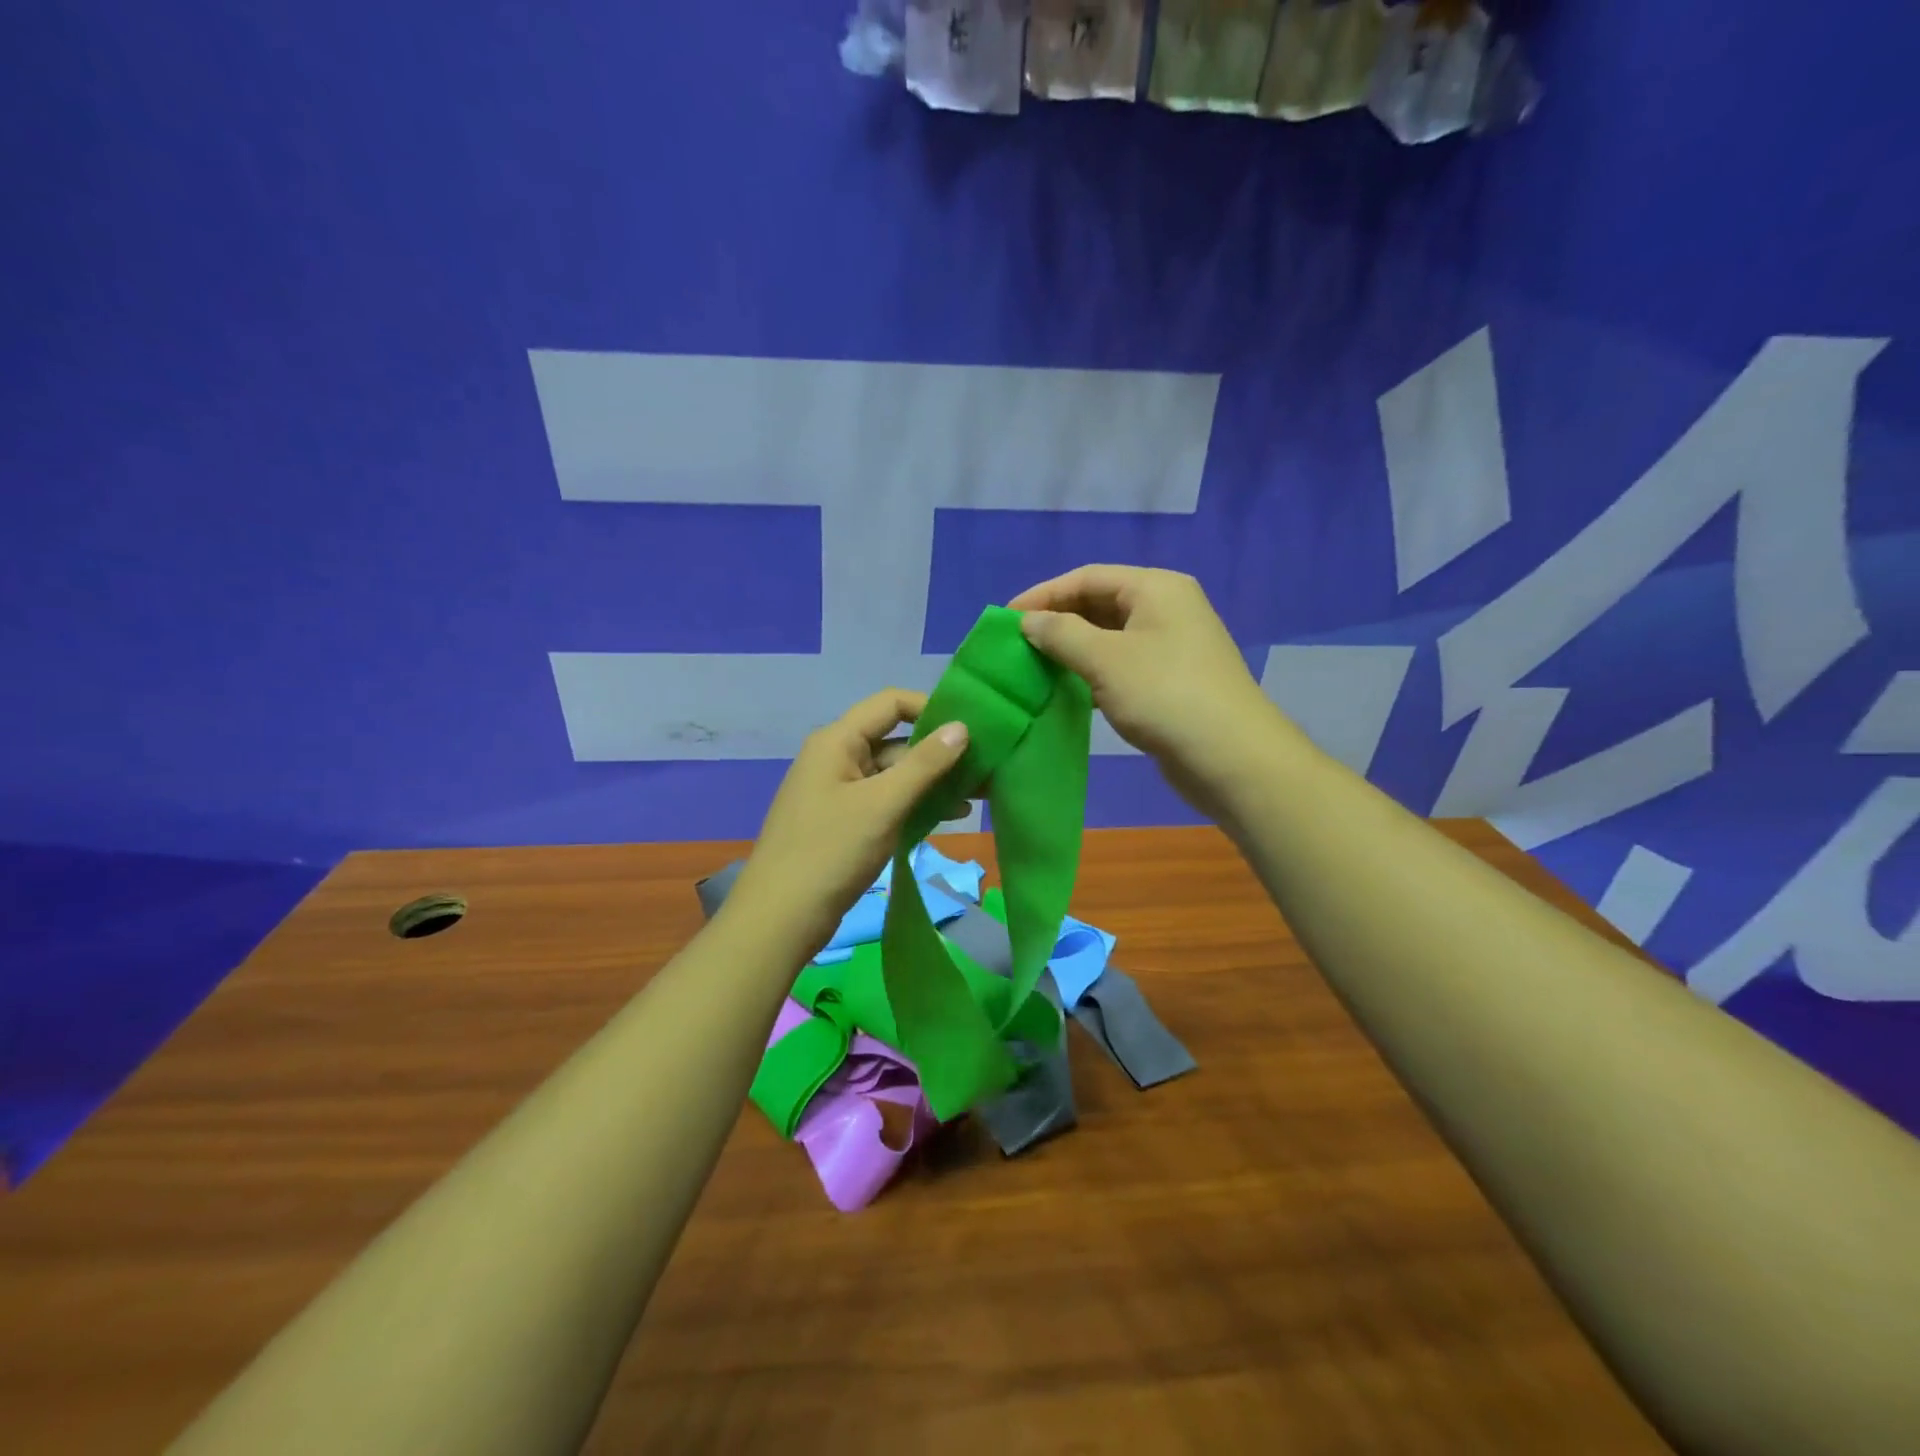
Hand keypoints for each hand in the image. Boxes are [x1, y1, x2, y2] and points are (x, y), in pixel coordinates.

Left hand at [727, 689, 970, 957]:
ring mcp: (839, 792)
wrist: (779, 919)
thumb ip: (925, 764)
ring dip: (932, 783)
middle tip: (985, 771)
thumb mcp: (883, 804)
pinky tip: (948, 817)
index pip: (890, 703)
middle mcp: (836, 758)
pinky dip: (914, 804)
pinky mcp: (844, 822)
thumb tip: (961, 726)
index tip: (970, 731)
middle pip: (895, 740)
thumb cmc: (831, 851)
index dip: (930, 709)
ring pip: (893, 775)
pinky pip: (885, 801)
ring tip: (977, 798)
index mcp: (837, 741)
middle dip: (939, 754)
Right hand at [1009, 565, 1302, 815]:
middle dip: (1058, 622)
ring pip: (1110, 637)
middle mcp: (1167, 608)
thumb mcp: (1104, 659)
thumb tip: (1029, 621)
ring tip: (1035, 667)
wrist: (1230, 756)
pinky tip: (1068, 691)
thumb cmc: (1164, 695)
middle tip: (1018, 645)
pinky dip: (1093, 673)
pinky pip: (1122, 665)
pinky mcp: (1172, 680)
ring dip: (1073, 650)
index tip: (1005, 619)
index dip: (1044, 595)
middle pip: (1100, 603)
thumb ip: (1061, 634)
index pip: (1088, 577)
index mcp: (1156, 588)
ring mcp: (1172, 646)